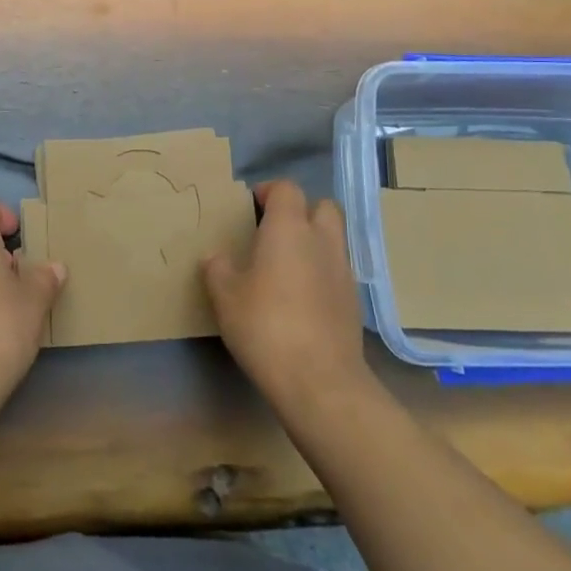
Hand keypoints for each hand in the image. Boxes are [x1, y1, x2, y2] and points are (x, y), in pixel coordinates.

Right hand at [203, 179, 373, 415]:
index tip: (251, 207)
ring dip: (313, 242)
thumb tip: (216, 257)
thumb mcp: (226, 298)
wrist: (320, 381)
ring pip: (333, 238)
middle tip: (275, 232)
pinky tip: (302, 298)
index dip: (268, 191)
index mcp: (289, 228)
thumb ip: (218, 269)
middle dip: (301, 211)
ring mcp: (343, 270)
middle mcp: (321, 240)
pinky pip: (337, 270)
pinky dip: (322, 272)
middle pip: (322, 206)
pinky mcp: (354, 301)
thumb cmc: (266, 327)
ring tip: (286, 266)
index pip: (286, 189)